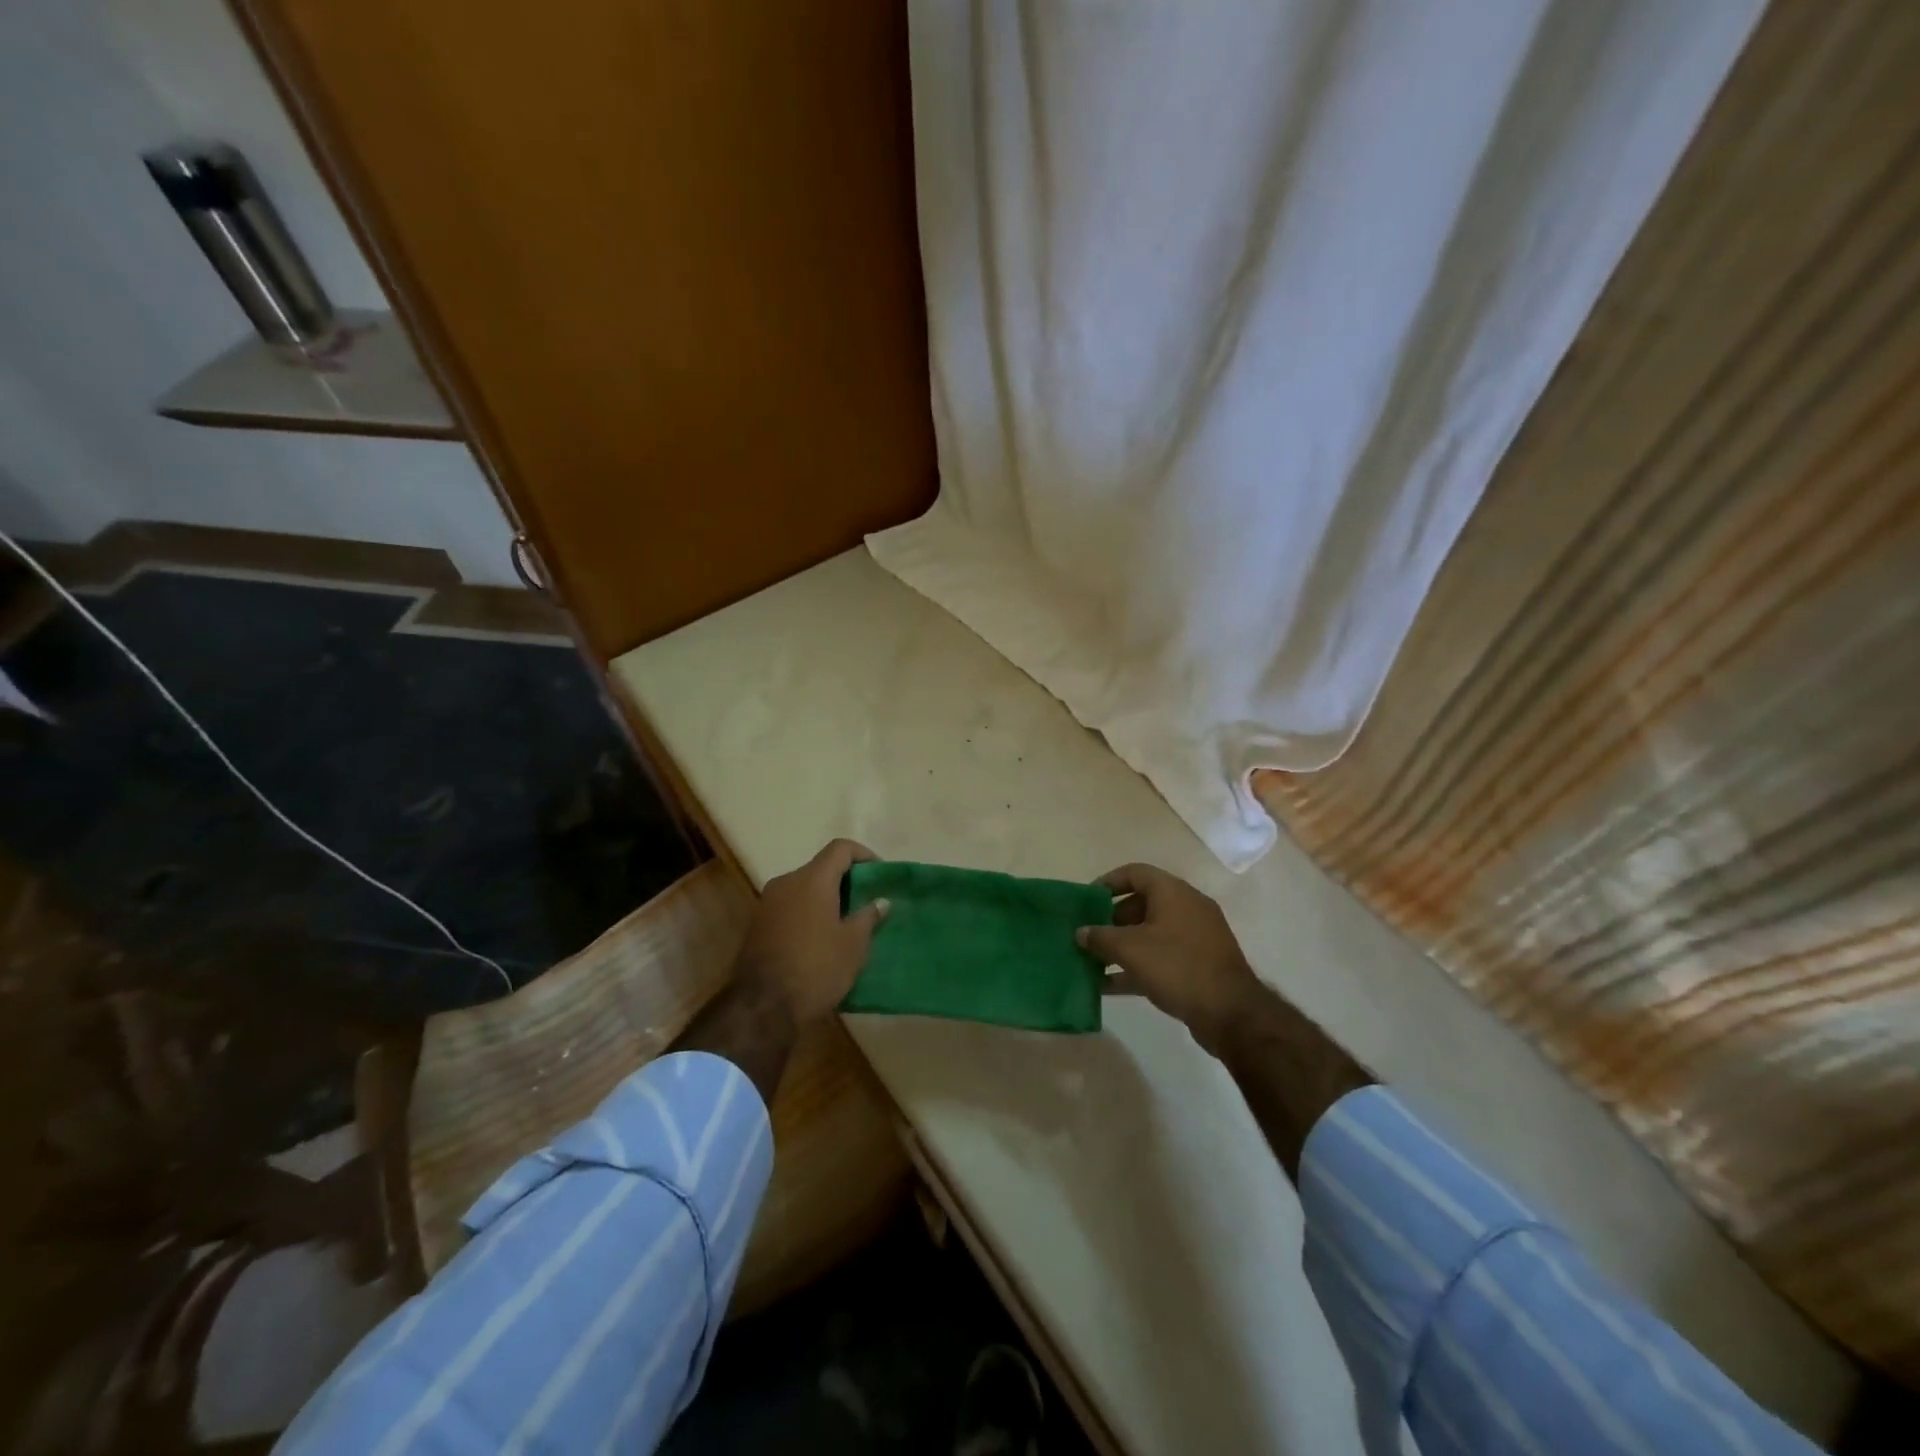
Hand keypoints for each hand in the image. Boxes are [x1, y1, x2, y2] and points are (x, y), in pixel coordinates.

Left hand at [733, 839, 888, 1026]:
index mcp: (812, 879)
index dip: (864, 855)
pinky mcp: (757, 925)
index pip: (840, 848)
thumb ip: (868, 917)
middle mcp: (786, 882)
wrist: (762, 1008)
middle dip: (846, 881)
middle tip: (866, 902)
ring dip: (826, 899)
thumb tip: (879, 902)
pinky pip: (790, 907)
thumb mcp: (853, 945)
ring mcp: (768, 903)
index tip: (879, 875)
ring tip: (846, 923)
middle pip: (821, 867)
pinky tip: (821, 939)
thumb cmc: (816, 969)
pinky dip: (808, 913)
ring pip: (804, 888)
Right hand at [1077, 863, 1263, 1052]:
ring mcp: (1195, 937)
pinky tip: (1110, 985)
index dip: (1108, 882)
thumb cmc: (1177, 967)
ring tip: (1093, 961)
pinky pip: (1161, 956)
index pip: (1135, 873)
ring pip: (1150, 933)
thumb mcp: (1130, 949)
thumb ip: (1100, 937)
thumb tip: (1081, 932)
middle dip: (1111, 919)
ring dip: (1122, 946)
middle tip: (1089, 934)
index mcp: (1173, 892)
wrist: (1231, 1013)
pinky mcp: (1199, 964)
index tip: (1086, 900)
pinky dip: (1137, 966)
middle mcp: (1186, 908)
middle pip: (1141, 904)